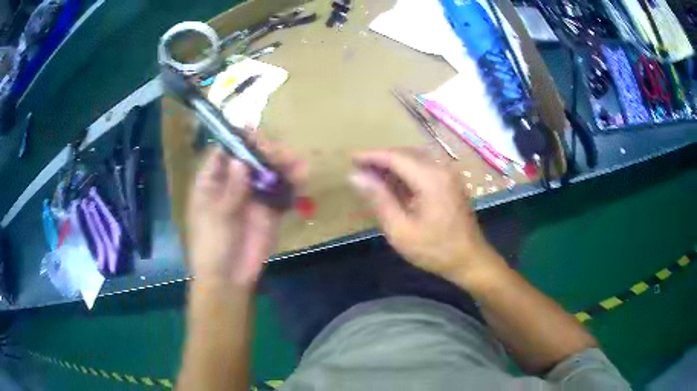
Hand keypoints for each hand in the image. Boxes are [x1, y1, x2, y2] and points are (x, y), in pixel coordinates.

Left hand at [187, 141, 306, 286]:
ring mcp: (252, 198)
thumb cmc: (211, 245)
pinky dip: (292, 185)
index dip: (236, 140)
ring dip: (282, 166)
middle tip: (278, 152)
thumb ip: (231, 188)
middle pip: (249, 160)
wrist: (229, 278)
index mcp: (211, 183)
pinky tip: (302, 178)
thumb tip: (240, 160)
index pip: (223, 153)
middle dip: (264, 152)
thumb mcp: (216, 216)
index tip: (253, 129)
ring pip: (267, 174)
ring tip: (297, 163)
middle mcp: (232, 186)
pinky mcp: (268, 212)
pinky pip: (281, 194)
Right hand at [349, 150, 504, 283]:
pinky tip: (393, 184)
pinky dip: (406, 172)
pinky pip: (424, 168)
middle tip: (358, 169)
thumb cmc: (434, 250)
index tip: (350, 159)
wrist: (470, 260)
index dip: (371, 156)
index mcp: (430, 178)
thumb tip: (356, 176)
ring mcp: (448, 174)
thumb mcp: (400, 229)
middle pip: (405, 153)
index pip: (395, 156)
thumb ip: (379, 199)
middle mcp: (441, 168)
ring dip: (393, 165)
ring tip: (371, 176)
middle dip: (381, 159)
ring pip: (414, 159)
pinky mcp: (450, 182)